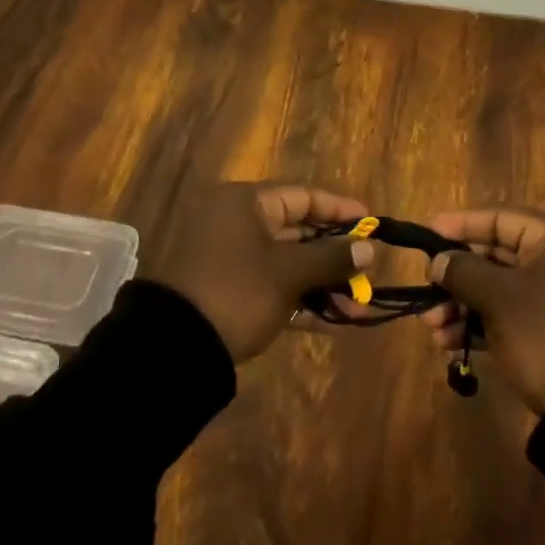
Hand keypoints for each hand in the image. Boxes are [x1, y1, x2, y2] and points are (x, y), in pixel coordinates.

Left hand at [140, 183, 376, 361]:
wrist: (174, 348)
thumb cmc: (237, 291)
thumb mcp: (288, 273)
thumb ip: (331, 257)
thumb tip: (369, 249)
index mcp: (245, 203)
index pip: (302, 196)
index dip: (339, 209)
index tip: (370, 223)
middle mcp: (237, 223)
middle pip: (297, 230)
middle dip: (335, 254)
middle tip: (368, 270)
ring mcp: (231, 259)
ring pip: (288, 263)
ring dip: (322, 283)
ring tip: (357, 306)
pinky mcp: (229, 292)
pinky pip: (273, 286)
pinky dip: (300, 300)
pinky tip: (332, 321)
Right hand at [420, 209, 544, 413]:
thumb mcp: (499, 299)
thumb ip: (463, 271)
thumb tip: (438, 261)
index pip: (499, 218)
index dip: (461, 225)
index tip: (427, 235)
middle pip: (495, 255)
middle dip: (456, 276)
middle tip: (426, 290)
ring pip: (497, 288)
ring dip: (461, 304)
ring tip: (432, 327)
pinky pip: (507, 315)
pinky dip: (479, 323)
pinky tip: (449, 343)